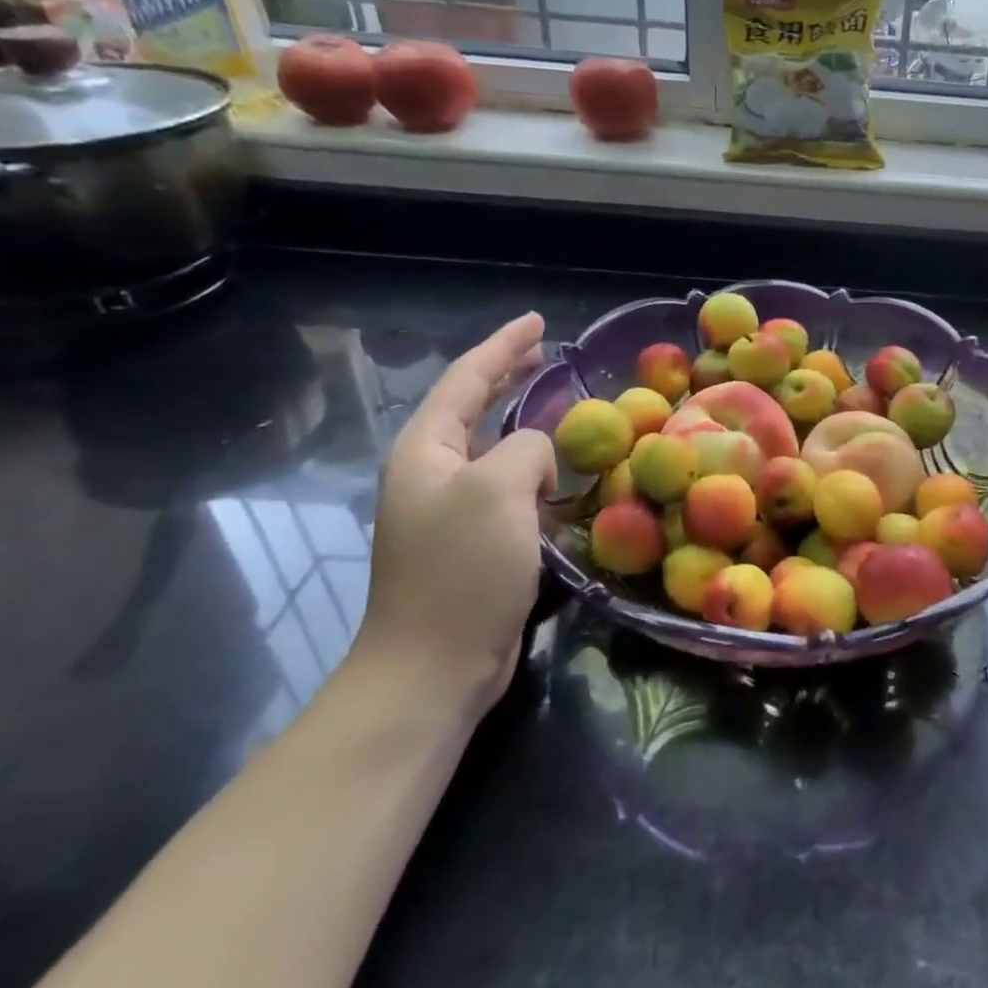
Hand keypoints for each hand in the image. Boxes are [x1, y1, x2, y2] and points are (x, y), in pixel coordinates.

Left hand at [356, 313, 554, 712]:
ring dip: (525, 423)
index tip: (539, 322)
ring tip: (561, 406)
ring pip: (494, 449)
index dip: (503, 346)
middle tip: (547, 353)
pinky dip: (536, 470)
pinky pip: (510, 488)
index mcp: (426, 450)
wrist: (435, 665)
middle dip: (508, 376)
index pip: (467, 379)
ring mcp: (452, 511)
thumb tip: (540, 459)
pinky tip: (561, 473)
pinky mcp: (476, 543)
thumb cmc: (461, 569)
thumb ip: (525, 449)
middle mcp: (433, 474)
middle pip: (473, 407)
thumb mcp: (498, 490)